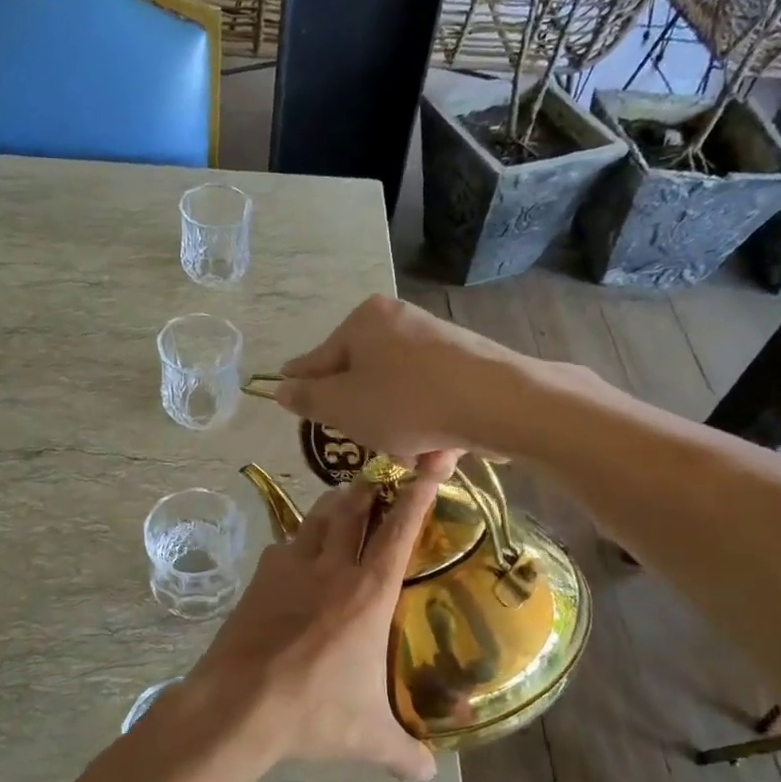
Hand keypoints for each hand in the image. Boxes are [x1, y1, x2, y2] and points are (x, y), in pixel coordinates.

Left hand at [186, 478, 440, 781]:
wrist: (238, 703)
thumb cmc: (313, 712)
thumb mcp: (368, 737)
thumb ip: (404, 754)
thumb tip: (430, 776)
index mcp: (369, 592)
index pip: (401, 529)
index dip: (419, 492)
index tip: (431, 461)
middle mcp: (332, 568)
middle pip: (353, 507)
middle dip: (371, 485)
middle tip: (381, 475)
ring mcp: (290, 567)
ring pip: (316, 517)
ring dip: (334, 503)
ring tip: (343, 499)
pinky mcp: (259, 577)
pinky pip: (283, 545)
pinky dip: (296, 540)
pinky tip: (295, 553)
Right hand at [274, 295, 530, 470]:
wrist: (499, 402)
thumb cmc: (406, 402)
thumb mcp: (343, 407)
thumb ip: (308, 399)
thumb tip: (282, 387)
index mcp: (364, 321)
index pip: (320, 359)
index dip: (304, 386)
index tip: (290, 401)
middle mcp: (400, 321)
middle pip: (364, 380)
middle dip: (367, 421)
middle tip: (371, 446)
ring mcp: (437, 342)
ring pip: (400, 397)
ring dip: (402, 434)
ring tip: (417, 460)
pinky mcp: (468, 366)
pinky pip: (433, 401)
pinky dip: (432, 429)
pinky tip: (441, 455)